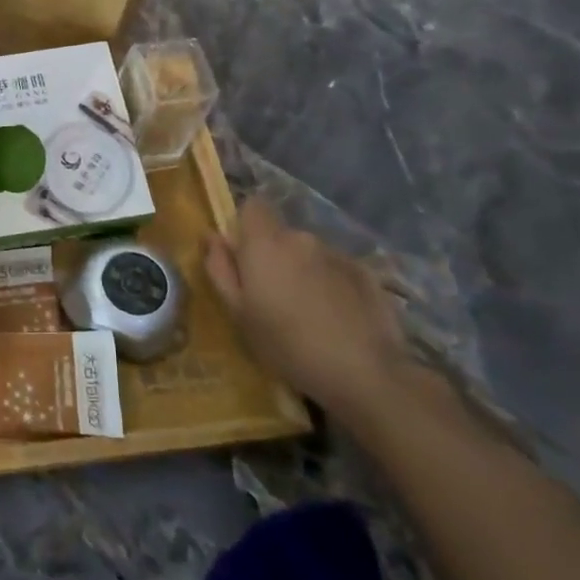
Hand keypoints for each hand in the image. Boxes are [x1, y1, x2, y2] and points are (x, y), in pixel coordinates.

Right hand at [203, 195, 408, 422]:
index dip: (245, 225)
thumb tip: (212, 237)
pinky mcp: (367, 274)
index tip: (242, 256)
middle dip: (274, 256)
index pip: (253, 206)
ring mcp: (338, 255)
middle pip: (281, 234)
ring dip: (303, 271)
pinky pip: (337, 270)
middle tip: (272, 296)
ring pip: (309, 253)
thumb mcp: (238, 313)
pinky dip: (331, 285)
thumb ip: (220, 269)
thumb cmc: (286, 344)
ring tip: (307, 312)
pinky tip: (336, 319)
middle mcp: (302, 238)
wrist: (364, 373)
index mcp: (265, 243)